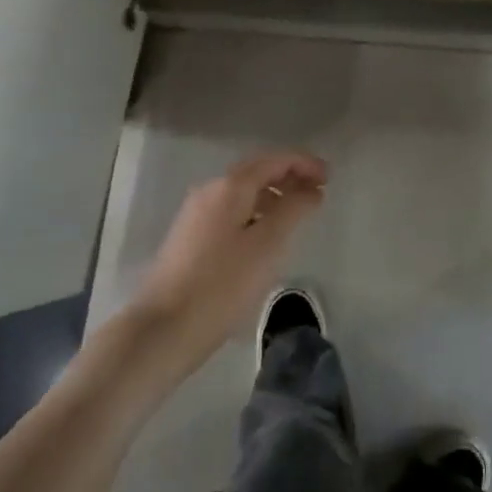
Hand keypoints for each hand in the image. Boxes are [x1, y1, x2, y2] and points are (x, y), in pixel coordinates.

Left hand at [129, 150, 327, 369]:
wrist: (162, 330)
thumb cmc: (221, 285)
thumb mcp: (267, 245)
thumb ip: (293, 209)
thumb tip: (310, 189)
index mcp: (229, 186)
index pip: (273, 161)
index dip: (303, 164)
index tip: (329, 176)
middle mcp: (210, 191)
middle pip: (256, 172)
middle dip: (289, 177)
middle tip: (318, 191)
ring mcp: (196, 215)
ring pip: (243, 194)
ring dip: (272, 196)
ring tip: (297, 215)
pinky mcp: (190, 240)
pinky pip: (231, 212)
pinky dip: (255, 213)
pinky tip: (265, 237)